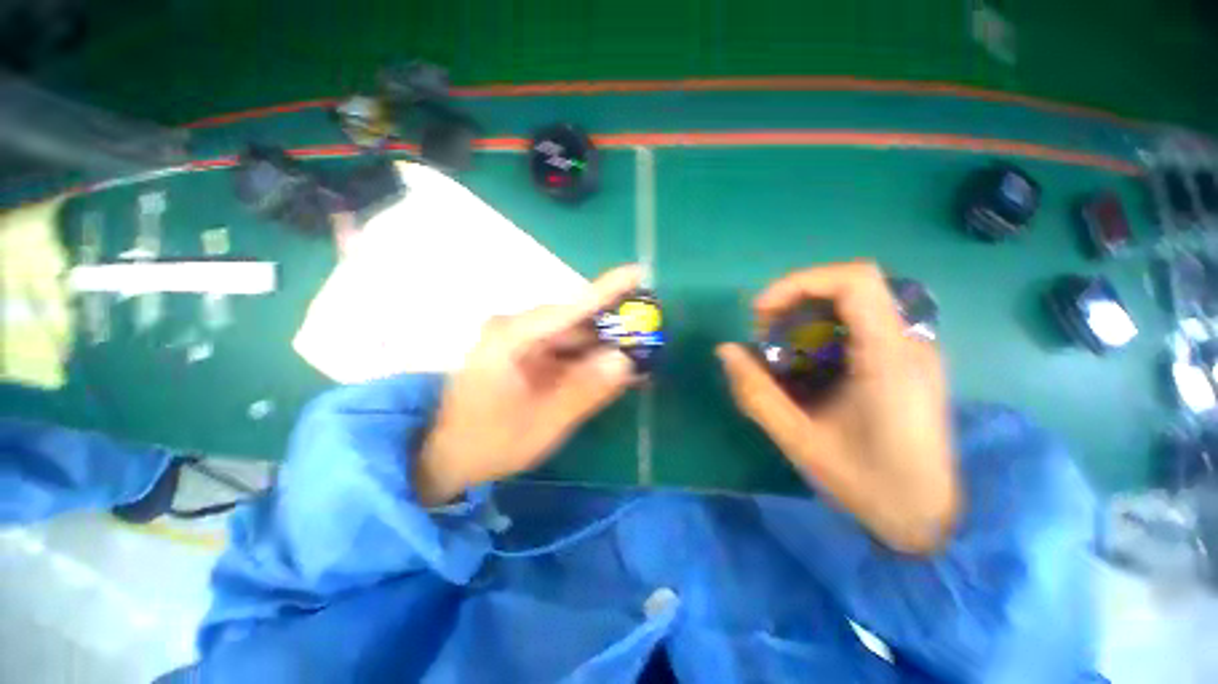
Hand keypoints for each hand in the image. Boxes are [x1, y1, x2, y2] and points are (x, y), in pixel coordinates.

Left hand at [415, 265, 641, 504]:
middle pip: (575, 321)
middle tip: (647, 336)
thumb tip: (625, 361)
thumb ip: (586, 390)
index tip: (638, 272)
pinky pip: (562, 349)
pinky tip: (609, 370)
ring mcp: (518, 339)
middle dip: (612, 329)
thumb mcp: (545, 422)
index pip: (571, 307)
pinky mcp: (522, 352)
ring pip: (571, 335)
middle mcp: (515, 328)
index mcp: (513, 337)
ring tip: (636, 358)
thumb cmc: (491, 442)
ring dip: (602, 346)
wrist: (448, 456)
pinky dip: (586, 358)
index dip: (608, 289)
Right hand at [717, 262, 958, 553]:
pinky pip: (863, 324)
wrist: (929, 519)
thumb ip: (756, 392)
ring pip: (856, 303)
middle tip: (764, 332)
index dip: (799, 282)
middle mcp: (909, 344)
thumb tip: (726, 350)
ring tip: (780, 349)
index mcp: (889, 358)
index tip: (761, 311)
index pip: (854, 280)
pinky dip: (824, 331)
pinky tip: (807, 364)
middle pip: (851, 286)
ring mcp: (913, 351)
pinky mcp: (908, 362)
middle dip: (797, 299)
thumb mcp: (799, 440)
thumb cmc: (869, 485)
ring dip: (808, 315)